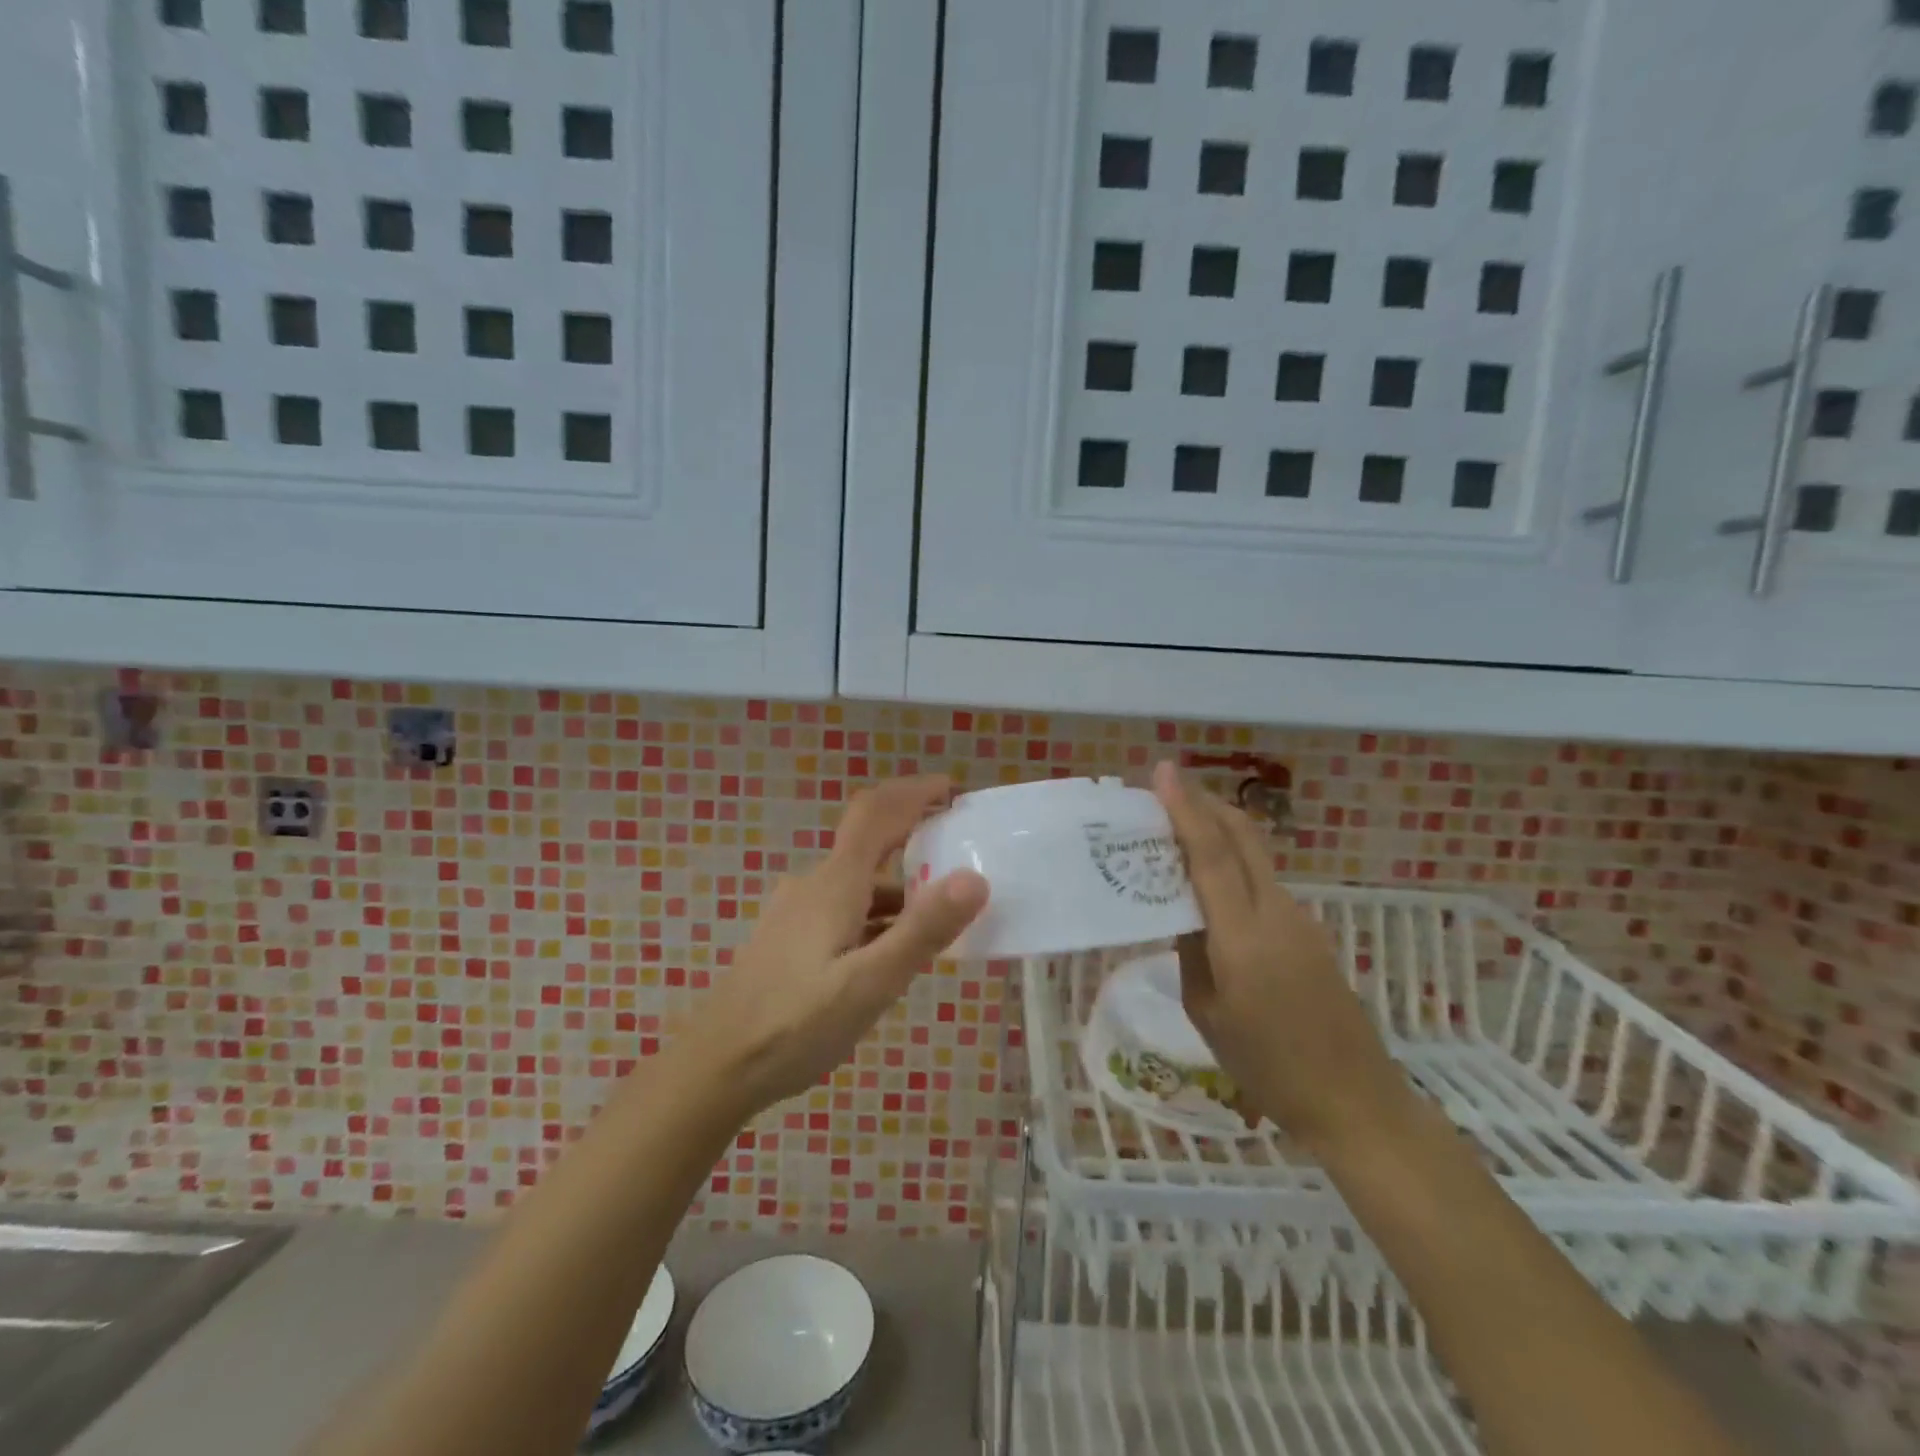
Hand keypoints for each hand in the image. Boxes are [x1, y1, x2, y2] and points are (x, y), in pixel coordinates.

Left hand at [687, 776, 988, 1114]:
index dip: (914, 791)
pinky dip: (877, 916)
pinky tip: (891, 952)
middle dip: (916, 843)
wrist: (714, 1067)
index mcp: (834, 884)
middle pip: (870, 845)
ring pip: (858, 884)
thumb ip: (922, 931)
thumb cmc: (794, 1026)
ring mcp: (796, 912)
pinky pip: (844, 909)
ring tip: (941, 920)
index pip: (876, 813)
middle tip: (962, 863)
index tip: (953, 789)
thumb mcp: (869, 984)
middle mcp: (814, 885)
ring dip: (900, 890)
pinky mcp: (789, 938)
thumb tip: (974, 878)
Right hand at [1152, 762, 1407, 1151]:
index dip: (1185, 808)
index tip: (1163, 771)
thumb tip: (1181, 911)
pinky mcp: (1310, 932)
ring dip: (1219, 831)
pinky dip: (1234, 863)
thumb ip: (1190, 951)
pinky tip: (1212, 882)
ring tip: (1178, 832)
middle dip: (1205, 804)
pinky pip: (1263, 881)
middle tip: (1167, 790)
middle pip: (1242, 836)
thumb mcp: (1206, 1012)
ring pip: (1255, 855)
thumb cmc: (1267, 1066)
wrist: (1354, 1101)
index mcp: (1243, 936)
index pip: (1210, 854)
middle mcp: (1276, 912)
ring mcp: (1300, 919)